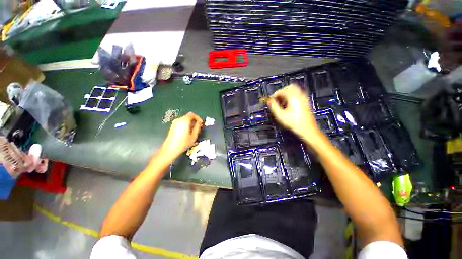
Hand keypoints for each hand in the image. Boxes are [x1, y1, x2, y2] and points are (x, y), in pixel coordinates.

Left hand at [160, 112, 202, 159]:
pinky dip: (186, 125)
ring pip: (185, 120)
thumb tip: (199, 123)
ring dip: (190, 123)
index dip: (198, 118)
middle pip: (188, 117)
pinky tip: (187, 133)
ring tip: (193, 131)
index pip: (192, 114)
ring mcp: (175, 123)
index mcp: (185, 121)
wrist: (170, 149)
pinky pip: (181, 123)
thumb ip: (197, 127)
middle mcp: (179, 120)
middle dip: (194, 121)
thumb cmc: (183, 143)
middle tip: (198, 128)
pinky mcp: (172, 127)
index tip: (201, 123)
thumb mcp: (193, 136)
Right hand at [267, 84, 320, 141]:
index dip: (274, 95)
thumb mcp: (280, 115)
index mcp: (293, 97)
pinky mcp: (306, 102)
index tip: (270, 100)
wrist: (307, 129)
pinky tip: (288, 105)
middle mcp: (300, 95)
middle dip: (281, 92)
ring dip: (286, 95)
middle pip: (289, 87)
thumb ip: (273, 106)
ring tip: (281, 103)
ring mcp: (304, 98)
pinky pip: (298, 95)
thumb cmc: (294, 123)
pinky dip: (291, 97)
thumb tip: (269, 101)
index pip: (282, 90)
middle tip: (276, 99)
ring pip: (294, 90)